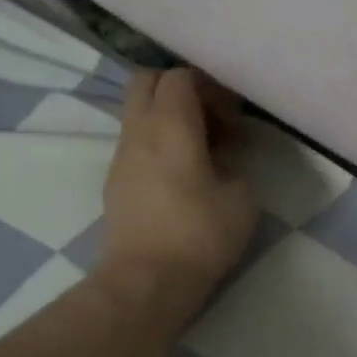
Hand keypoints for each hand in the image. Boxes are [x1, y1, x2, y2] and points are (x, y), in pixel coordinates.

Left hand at [97, 68, 258, 308]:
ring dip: (168, 119)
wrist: (146, 280)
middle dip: (180, 90)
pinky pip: (136, 142)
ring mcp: (120, 156)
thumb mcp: (242, 198)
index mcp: (170, 125)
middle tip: (210, 120)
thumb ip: (234, 166)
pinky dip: (157, 143)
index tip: (232, 118)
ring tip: (200, 151)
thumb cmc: (200, 234)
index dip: (210, 87)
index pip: (180, 76)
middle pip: (147, 81)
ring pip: (138, 112)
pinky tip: (181, 176)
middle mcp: (138, 130)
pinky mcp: (115, 182)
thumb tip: (221, 162)